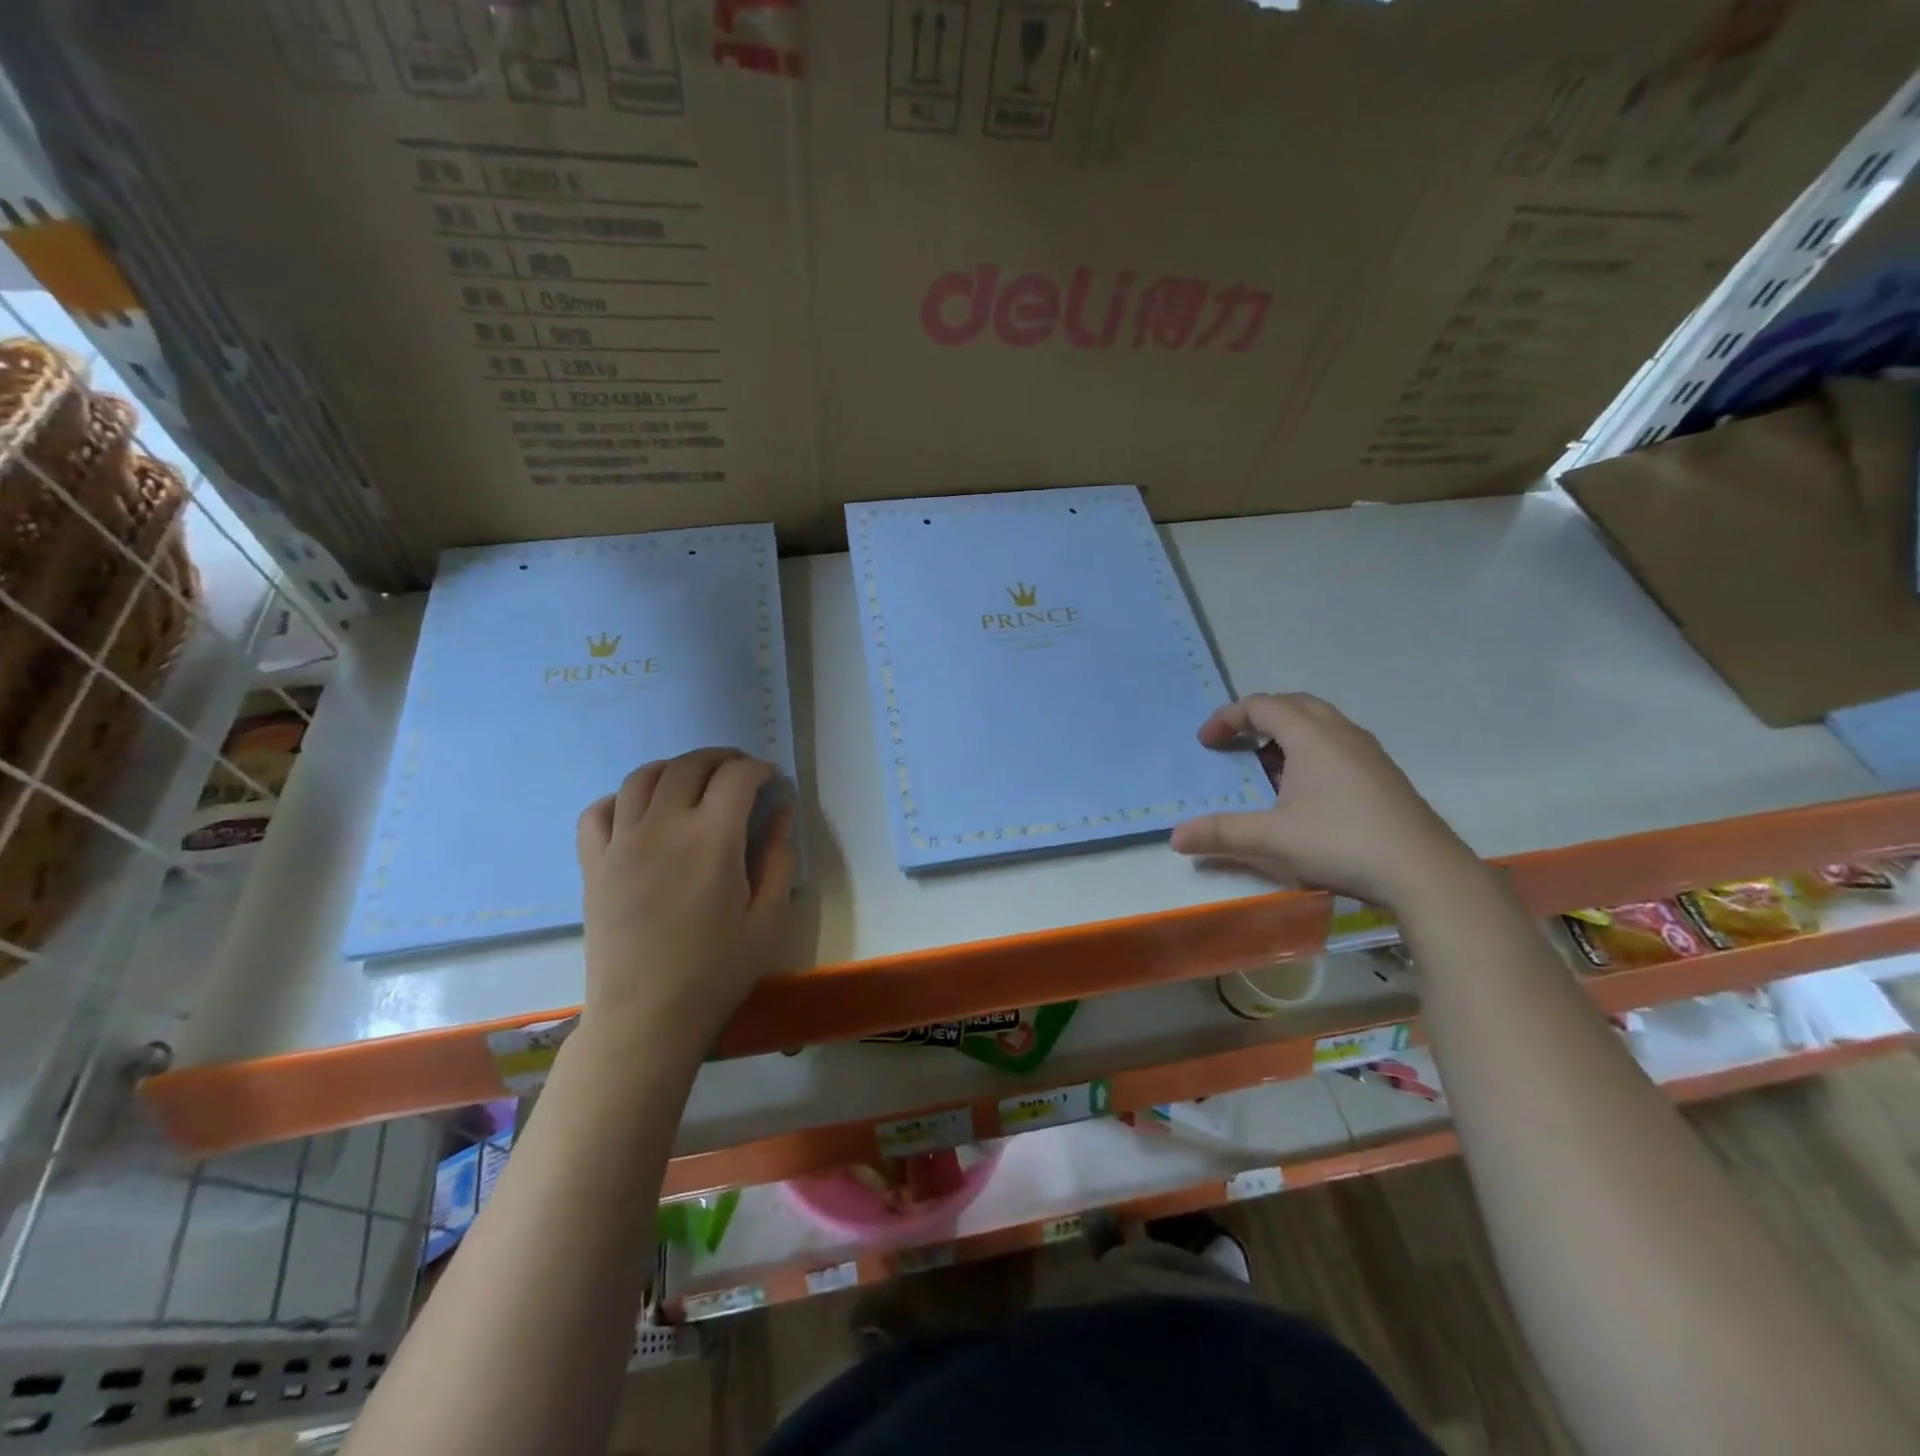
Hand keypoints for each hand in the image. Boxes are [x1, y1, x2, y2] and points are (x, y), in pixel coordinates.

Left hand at [574, 747, 797, 1056]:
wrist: (645, 1018)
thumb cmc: (716, 972)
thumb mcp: (769, 918)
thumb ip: (779, 857)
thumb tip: (782, 811)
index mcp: (712, 838)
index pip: (737, 776)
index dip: (760, 769)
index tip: (773, 780)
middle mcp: (663, 826)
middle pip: (690, 765)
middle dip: (722, 758)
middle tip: (742, 772)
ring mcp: (621, 842)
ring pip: (643, 777)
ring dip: (676, 768)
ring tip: (695, 782)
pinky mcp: (593, 864)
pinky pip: (599, 811)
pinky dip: (622, 798)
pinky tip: (640, 811)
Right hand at [1169, 693, 1480, 907]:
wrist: (1425, 873)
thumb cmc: (1342, 843)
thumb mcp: (1272, 840)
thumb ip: (1221, 833)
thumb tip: (1175, 837)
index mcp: (1312, 736)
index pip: (1262, 706)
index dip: (1227, 718)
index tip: (1206, 742)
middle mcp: (1342, 734)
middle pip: (1293, 704)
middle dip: (1258, 717)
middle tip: (1235, 741)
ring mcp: (1368, 753)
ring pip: (1320, 724)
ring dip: (1287, 734)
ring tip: (1267, 765)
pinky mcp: (1384, 776)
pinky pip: (1338, 745)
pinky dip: (1310, 751)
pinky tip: (1306, 791)